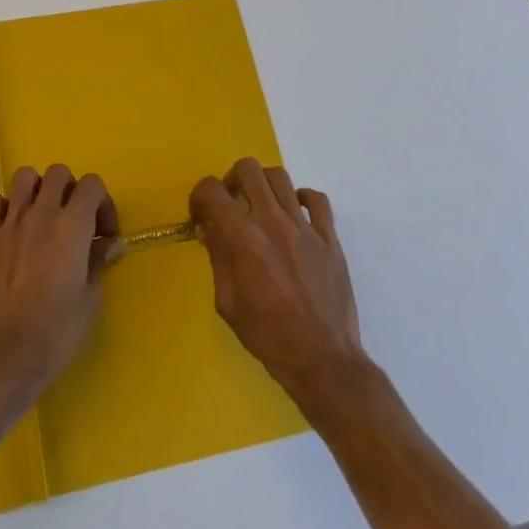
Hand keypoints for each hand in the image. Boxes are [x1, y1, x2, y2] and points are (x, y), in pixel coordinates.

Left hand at [0, 165, 118, 401]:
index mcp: (72, 226)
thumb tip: (112, 244)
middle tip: (74, 222)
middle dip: (71, 191)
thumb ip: (98, 261)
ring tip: (42, 216)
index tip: (104, 234)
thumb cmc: (56, 331)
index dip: (103, 204)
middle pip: (58, 173)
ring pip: (24, 177)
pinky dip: (3, 207)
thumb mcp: (90, 298)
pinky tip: (10, 228)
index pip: (92, 184)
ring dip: (37, 190)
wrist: (4, 354)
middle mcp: (41, 214)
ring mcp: (9, 223)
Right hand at [192, 158, 363, 404]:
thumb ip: (218, 258)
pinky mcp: (330, 238)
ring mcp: (305, 227)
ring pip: (280, 177)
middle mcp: (273, 223)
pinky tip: (294, 216)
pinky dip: (301, 199)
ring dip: (263, 185)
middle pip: (248, 169)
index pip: (212, 190)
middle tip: (231, 204)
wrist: (322, 359)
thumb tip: (210, 230)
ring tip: (260, 207)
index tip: (200, 215)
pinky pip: (317, 199)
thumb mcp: (228, 302)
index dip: (199, 196)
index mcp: (243, 239)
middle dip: (231, 180)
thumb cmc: (268, 337)